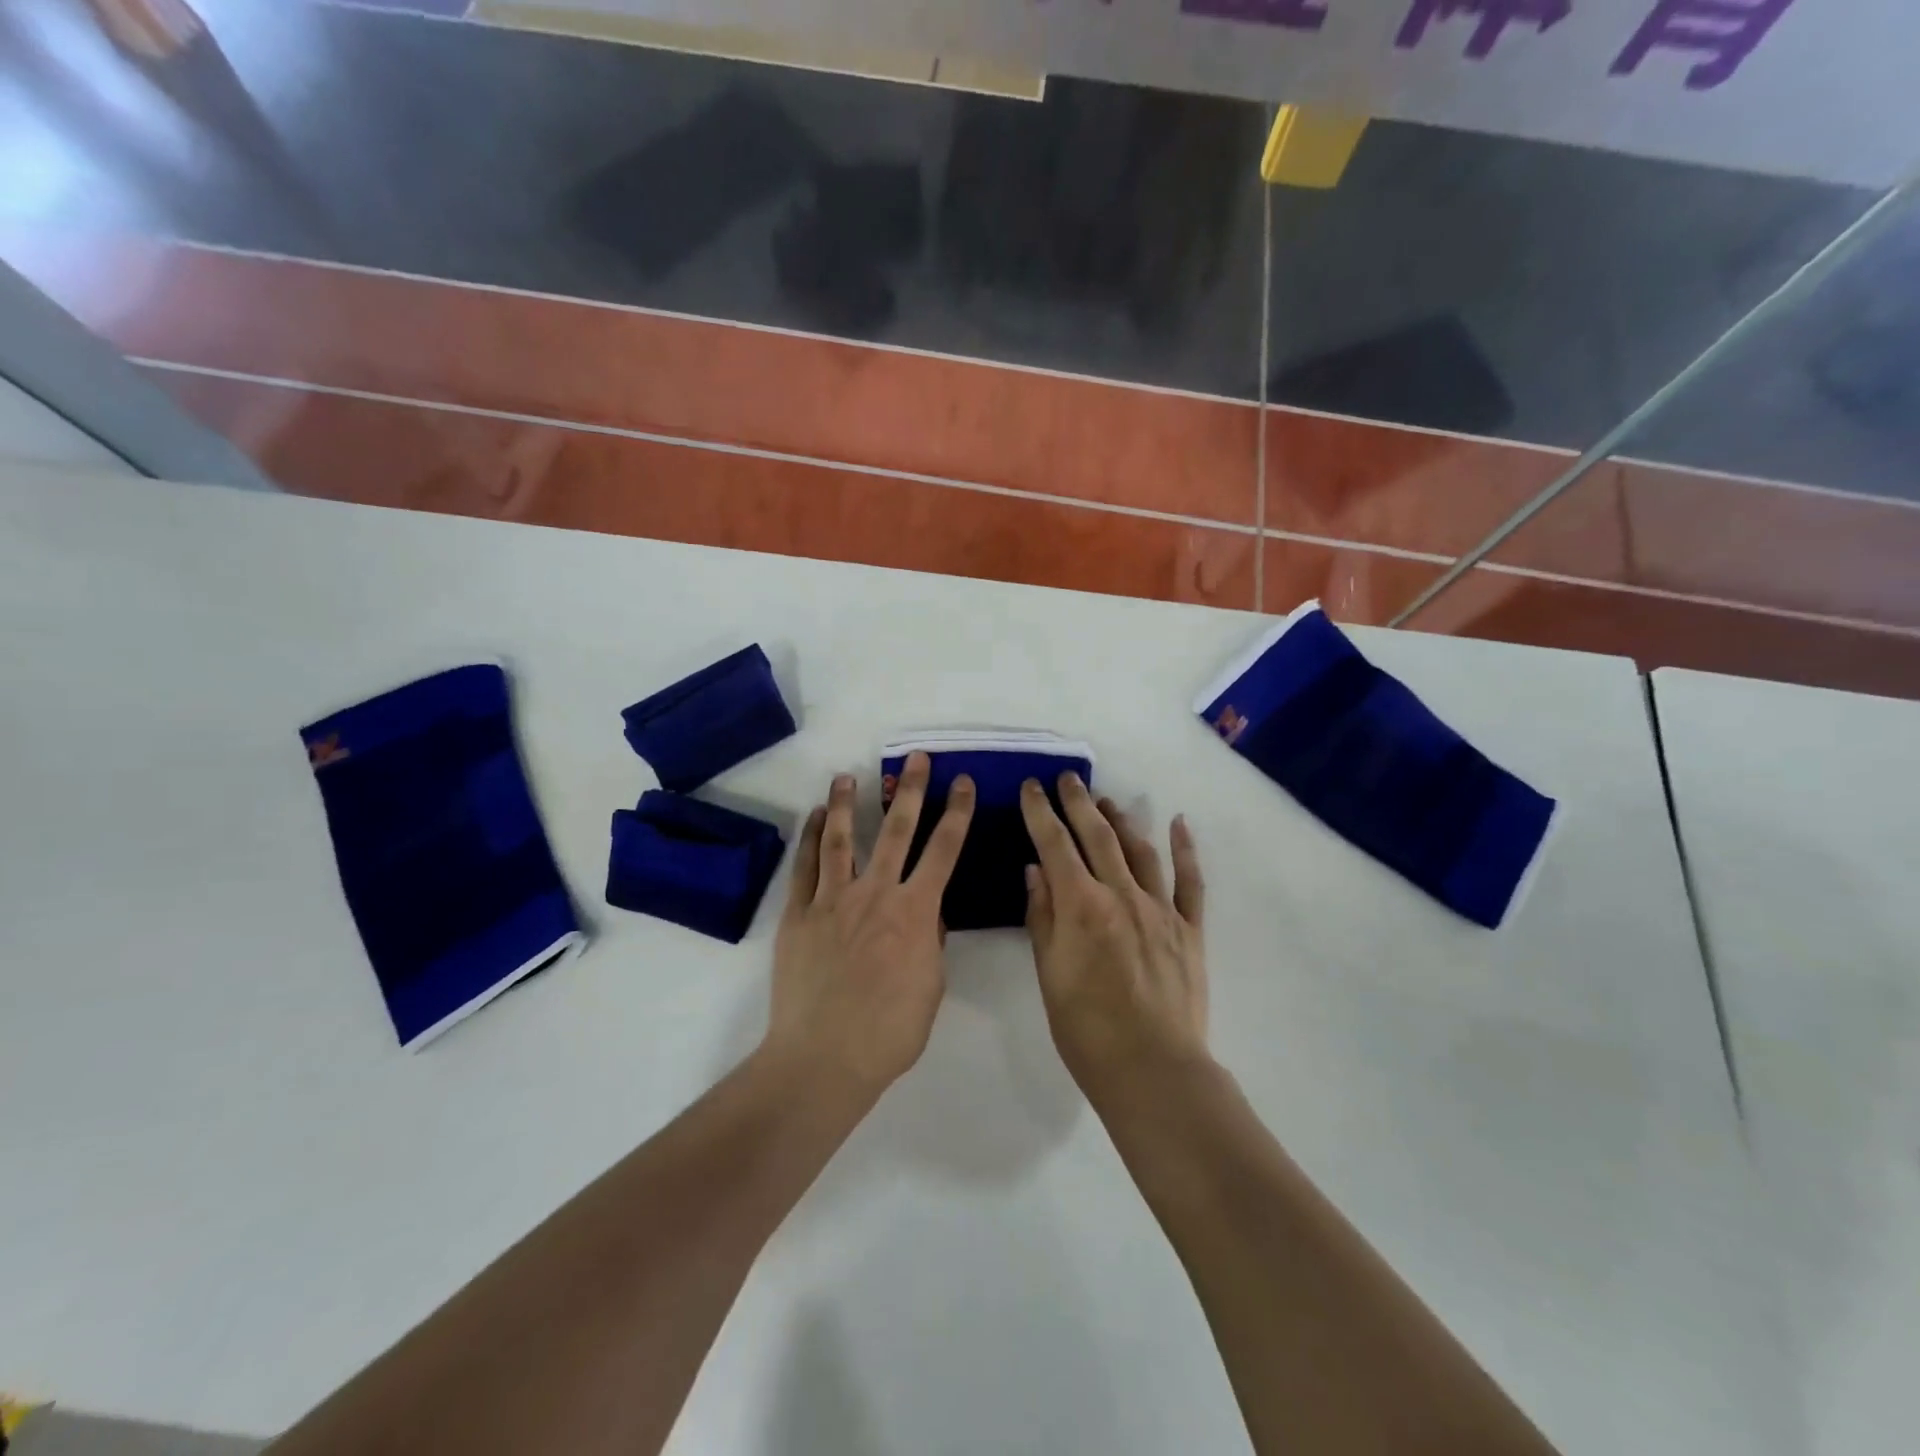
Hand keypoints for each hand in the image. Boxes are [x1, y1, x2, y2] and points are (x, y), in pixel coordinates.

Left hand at [765, 753, 975, 1100]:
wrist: (824, 1057)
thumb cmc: (889, 1033)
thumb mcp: (931, 988)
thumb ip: (931, 943)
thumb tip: (927, 915)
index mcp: (915, 912)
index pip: (944, 850)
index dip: (957, 813)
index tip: (964, 783)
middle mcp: (876, 893)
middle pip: (897, 830)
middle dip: (911, 790)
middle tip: (917, 759)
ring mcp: (833, 899)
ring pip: (842, 838)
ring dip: (848, 803)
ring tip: (848, 776)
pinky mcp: (799, 913)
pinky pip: (805, 866)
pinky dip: (811, 837)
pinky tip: (815, 818)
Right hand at [1021, 773, 1208, 1102]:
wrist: (1152, 1069)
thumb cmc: (1086, 1029)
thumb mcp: (1049, 973)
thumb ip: (1043, 916)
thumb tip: (1037, 869)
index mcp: (1081, 905)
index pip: (1055, 845)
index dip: (1041, 812)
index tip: (1032, 786)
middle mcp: (1121, 894)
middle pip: (1098, 835)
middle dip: (1079, 802)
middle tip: (1067, 779)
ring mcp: (1160, 908)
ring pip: (1139, 849)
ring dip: (1121, 820)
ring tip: (1107, 800)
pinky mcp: (1189, 928)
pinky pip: (1190, 880)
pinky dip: (1185, 849)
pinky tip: (1178, 823)